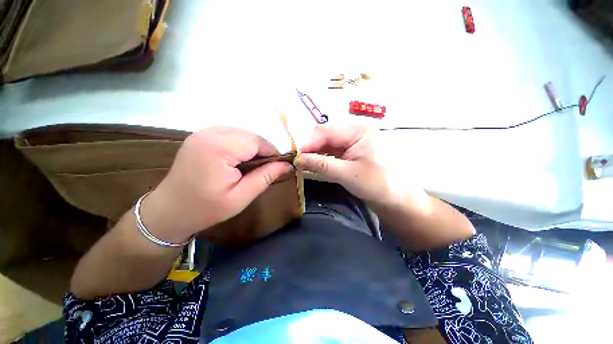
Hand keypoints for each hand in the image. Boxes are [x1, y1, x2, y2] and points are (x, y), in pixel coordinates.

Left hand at [141, 126, 291, 243]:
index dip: (271, 152)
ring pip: (241, 133)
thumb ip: (266, 177)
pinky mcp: (200, 136)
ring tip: (254, 165)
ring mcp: (202, 133)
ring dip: (252, 147)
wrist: (169, 212)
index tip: (279, 166)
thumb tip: (288, 166)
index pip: (257, 141)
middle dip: (262, 150)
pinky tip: (239, 159)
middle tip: (266, 168)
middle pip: (249, 135)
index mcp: (219, 148)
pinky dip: (240, 145)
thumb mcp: (242, 196)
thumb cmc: (207, 208)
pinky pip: (230, 134)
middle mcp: (209, 133)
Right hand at [297, 124, 393, 204]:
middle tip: (295, 160)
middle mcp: (354, 130)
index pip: (325, 131)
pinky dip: (321, 156)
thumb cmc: (376, 184)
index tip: (292, 155)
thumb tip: (297, 160)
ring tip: (300, 162)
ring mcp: (352, 139)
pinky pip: (331, 149)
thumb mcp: (347, 174)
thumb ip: (321, 165)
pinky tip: (312, 163)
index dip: (307, 143)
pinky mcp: (349, 149)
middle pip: (324, 135)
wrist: (394, 196)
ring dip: (313, 152)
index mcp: (358, 129)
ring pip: (326, 142)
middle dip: (309, 147)